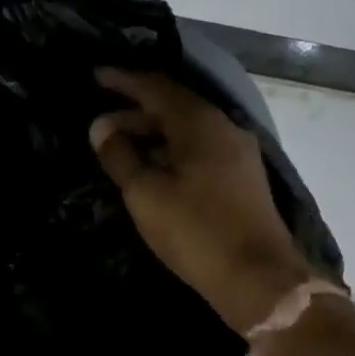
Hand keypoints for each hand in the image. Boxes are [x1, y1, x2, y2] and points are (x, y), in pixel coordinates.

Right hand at [89, 68, 319, 333]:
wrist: (258, 278)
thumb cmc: (196, 232)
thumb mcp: (146, 194)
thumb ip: (120, 156)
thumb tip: (101, 126)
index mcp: (200, 123)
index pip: (156, 87)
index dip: (124, 81)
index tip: (96, 77)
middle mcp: (224, 128)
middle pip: (174, 108)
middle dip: (135, 112)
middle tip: (100, 126)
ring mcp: (237, 154)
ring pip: (188, 131)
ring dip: (153, 135)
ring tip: (121, 150)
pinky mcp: (242, 179)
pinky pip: (199, 151)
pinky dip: (171, 152)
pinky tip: (154, 170)